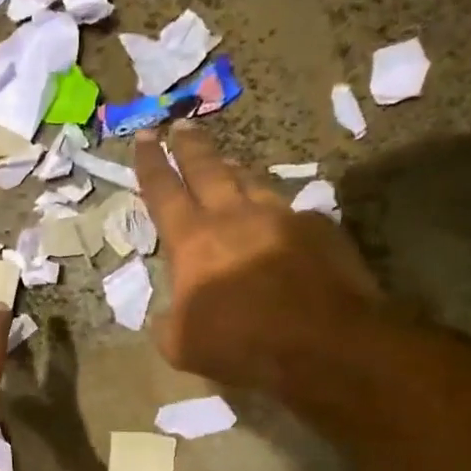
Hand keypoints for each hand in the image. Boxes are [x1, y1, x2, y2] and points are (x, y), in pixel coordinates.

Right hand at [135, 124, 382, 389]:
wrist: (326, 344)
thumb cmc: (242, 344)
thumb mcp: (182, 345)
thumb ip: (169, 322)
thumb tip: (169, 316)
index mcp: (193, 241)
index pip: (163, 192)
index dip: (150, 164)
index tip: (144, 137)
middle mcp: (234, 217)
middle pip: (207, 169)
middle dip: (190, 146)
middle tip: (180, 125)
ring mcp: (281, 217)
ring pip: (250, 181)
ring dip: (232, 169)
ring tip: (225, 160)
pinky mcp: (319, 228)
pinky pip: (289, 210)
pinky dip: (275, 210)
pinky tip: (277, 219)